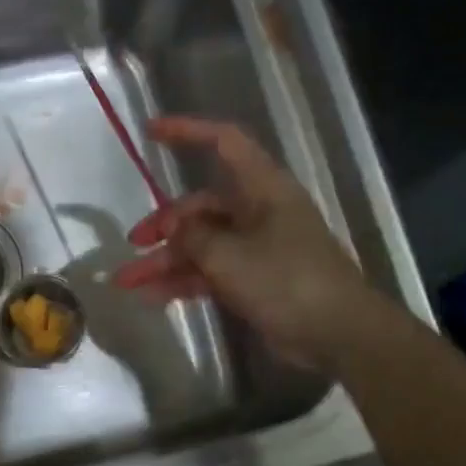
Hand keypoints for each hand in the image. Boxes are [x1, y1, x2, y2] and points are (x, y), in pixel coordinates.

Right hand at [113, 116, 379, 370]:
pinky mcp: (254, 281)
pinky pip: (209, 273)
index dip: (188, 131)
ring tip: (127, 282)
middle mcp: (258, 212)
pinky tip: (152, 297)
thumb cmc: (287, 281)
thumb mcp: (230, 256)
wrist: (338, 334)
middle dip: (164, 225)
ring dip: (165, 262)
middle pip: (201, 206)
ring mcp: (256, 249)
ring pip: (201, 245)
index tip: (150, 132)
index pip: (224, 143)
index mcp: (262, 189)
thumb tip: (174, 230)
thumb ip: (193, 237)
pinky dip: (183, 282)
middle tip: (134, 245)